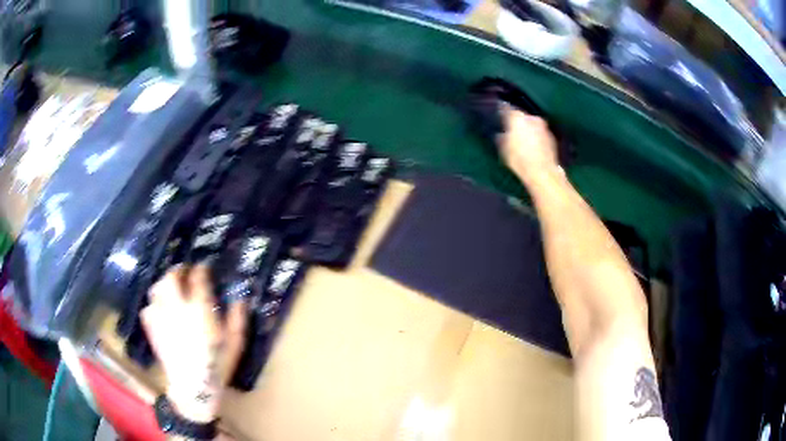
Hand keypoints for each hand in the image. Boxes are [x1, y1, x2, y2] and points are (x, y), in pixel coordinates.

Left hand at [141, 264, 246, 422]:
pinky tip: (160, 308)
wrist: (193, 389)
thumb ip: (238, 319)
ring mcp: (161, 317)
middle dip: (178, 270)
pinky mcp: (152, 329)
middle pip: (171, 277)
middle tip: (185, 272)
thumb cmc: (217, 366)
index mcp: (199, 310)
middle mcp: (177, 308)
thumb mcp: (235, 344)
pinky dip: (153, 303)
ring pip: (156, 289)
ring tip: (171, 287)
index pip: (197, 278)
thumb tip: (241, 299)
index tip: (205, 267)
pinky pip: (148, 308)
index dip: (201, 269)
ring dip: (164, 283)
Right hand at [497, 107, 559, 182]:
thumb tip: (501, 134)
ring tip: (524, 140)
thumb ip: (502, 138)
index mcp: (517, 118)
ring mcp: (543, 127)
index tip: (499, 113)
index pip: (507, 108)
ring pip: (532, 124)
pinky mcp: (552, 137)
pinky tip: (533, 147)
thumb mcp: (504, 150)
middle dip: (517, 122)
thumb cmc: (519, 160)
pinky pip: (540, 133)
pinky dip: (536, 137)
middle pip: (521, 116)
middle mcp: (531, 118)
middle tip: (512, 130)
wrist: (543, 172)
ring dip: (528, 129)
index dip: (502, 111)